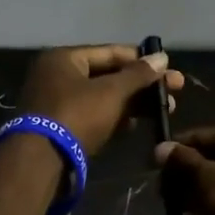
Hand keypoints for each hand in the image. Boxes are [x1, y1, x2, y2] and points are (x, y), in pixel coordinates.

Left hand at [18, 44, 183, 156]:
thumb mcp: (111, 92)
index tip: (169, 68)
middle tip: (174, 92)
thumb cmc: (76, 115)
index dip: (142, 60)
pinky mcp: (59, 127)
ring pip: (102, 97)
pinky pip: (92, 115)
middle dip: (141, 85)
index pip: (111, 52)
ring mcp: (56, 102)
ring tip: (162, 111)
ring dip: (131, 103)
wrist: (40, 162)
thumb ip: (138, 75)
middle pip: (108, 75)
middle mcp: (57, 75)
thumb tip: (162, 57)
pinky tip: (134, 125)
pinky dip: (113, 117)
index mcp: (64, 58)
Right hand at [155, 123, 214, 214]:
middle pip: (210, 156)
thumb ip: (184, 163)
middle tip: (163, 198)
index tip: (151, 172)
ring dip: (198, 193)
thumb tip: (160, 147)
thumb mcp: (210, 182)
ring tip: (178, 214)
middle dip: (185, 176)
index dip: (173, 153)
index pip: (199, 135)